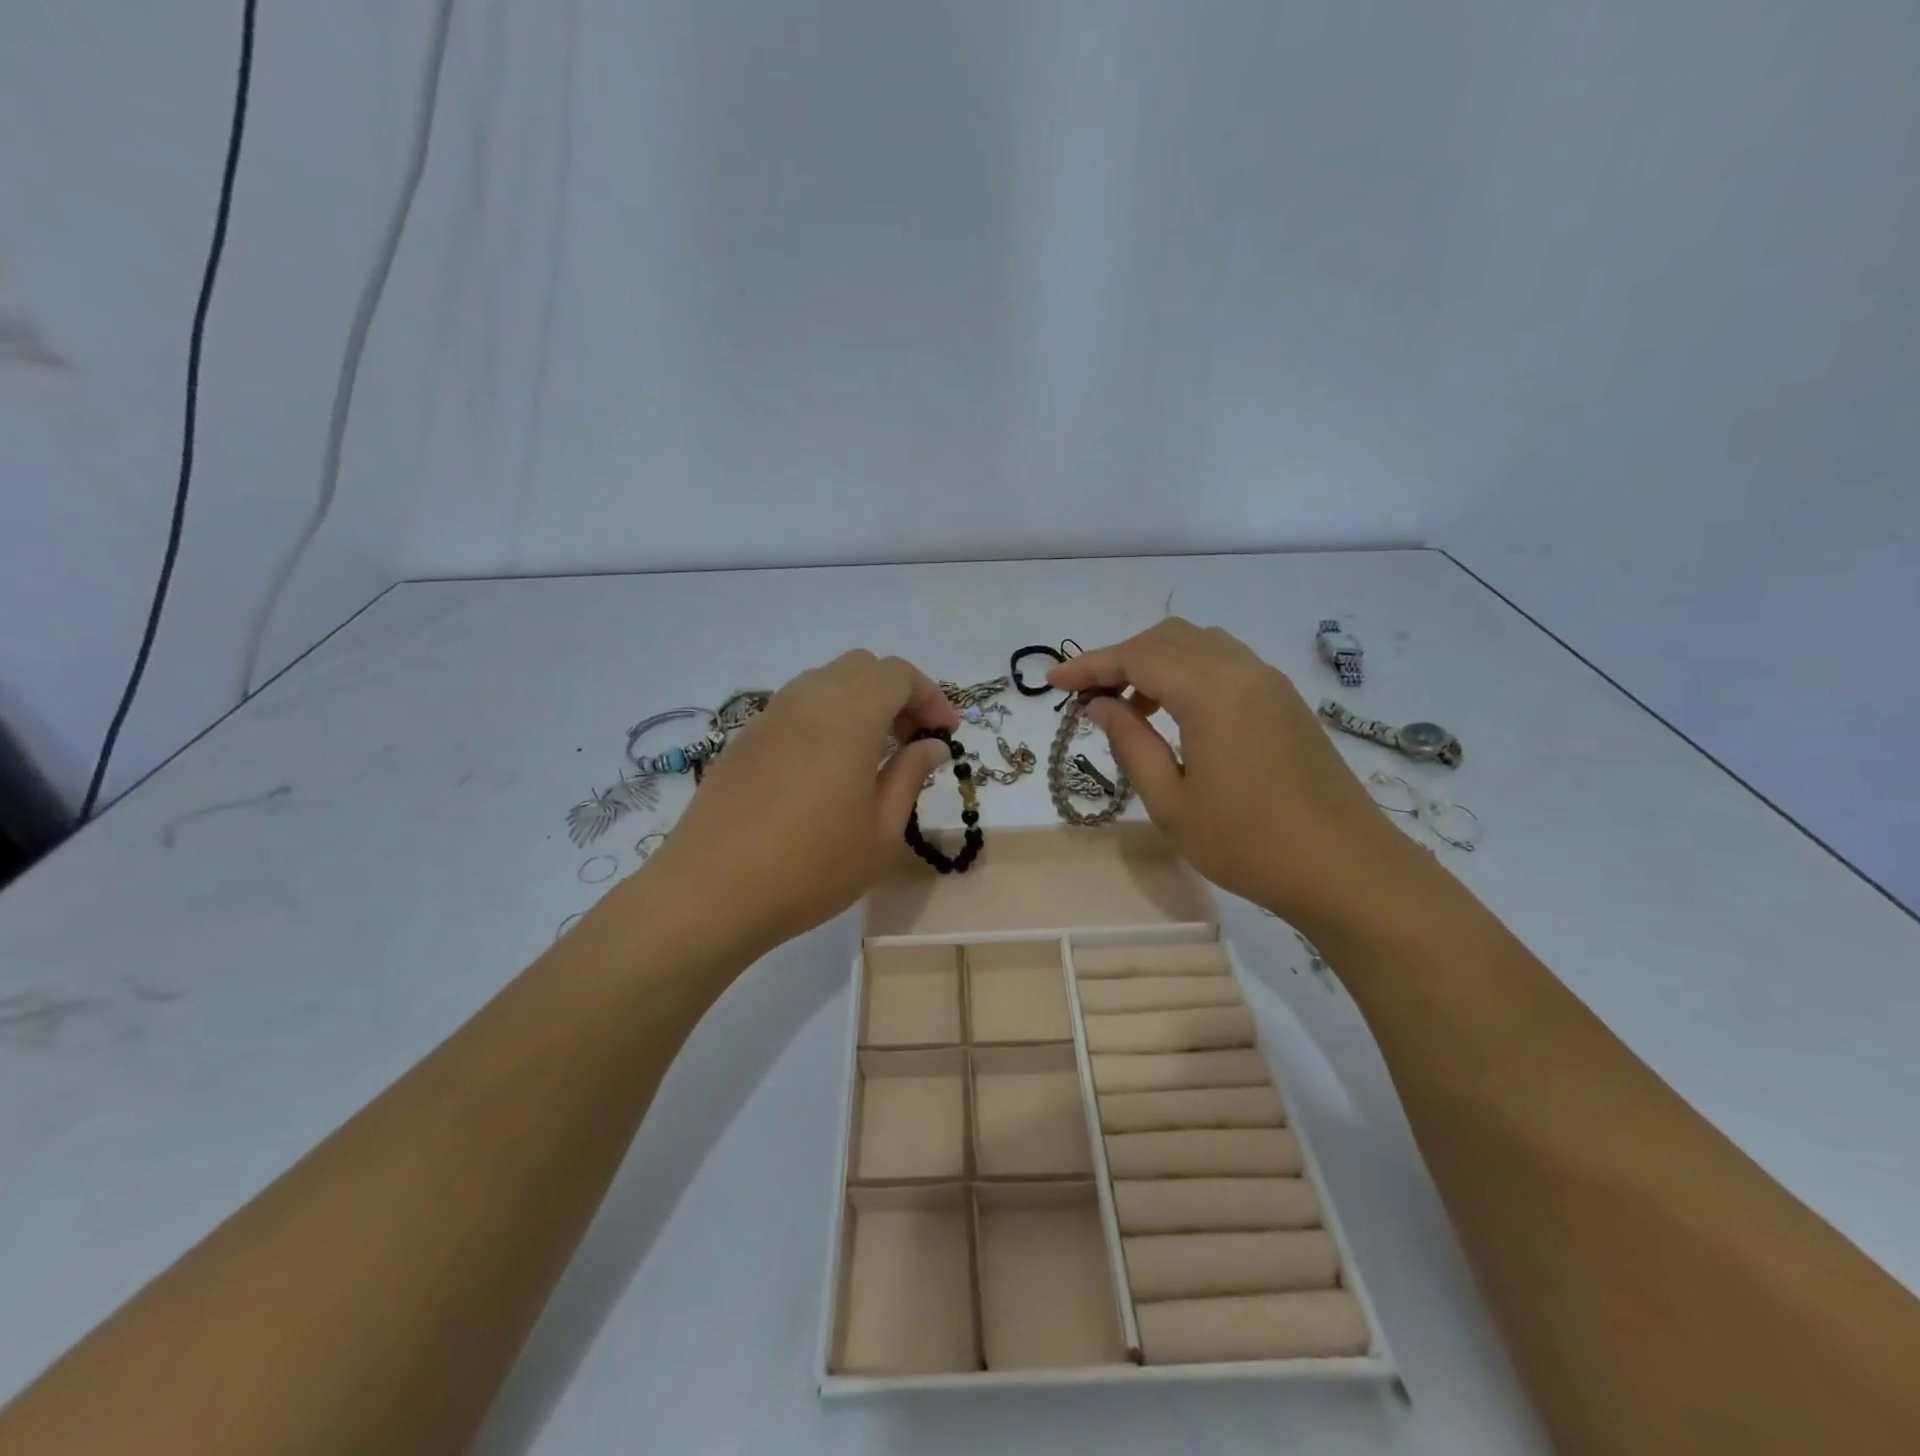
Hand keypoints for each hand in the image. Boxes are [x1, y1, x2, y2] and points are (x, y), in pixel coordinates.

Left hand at [644, 651, 958, 958]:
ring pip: (826, 682)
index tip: (945, 734)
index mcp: (848, 716)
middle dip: (897, 694)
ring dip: (860, 702)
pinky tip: (828, 768)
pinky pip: (797, 706)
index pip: (898, 674)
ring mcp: (770, 716)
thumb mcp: (880, 832)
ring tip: (874, 754)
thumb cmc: (810, 868)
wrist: (710, 893)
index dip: (930, 696)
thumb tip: (932, 746)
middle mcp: (807, 700)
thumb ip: (910, 776)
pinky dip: (827, 717)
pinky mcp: (744, 739)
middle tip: (913, 740)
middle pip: (863, 667)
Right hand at [1048, 619, 1422, 924]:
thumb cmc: (1249, 844)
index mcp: (1212, 692)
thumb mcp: (1172, 803)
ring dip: (1155, 663)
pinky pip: (1225, 663)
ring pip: (1199, 645)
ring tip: (1130, 709)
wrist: (1346, 869)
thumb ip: (1131, 744)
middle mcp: (1243, 671)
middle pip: (1167, 638)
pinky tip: (1175, 715)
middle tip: (1089, 698)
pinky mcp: (1285, 700)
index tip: (1052, 682)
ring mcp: (1269, 682)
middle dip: (1120, 658)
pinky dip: (1188, 673)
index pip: (1137, 657)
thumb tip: (1102, 706)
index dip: (1089, 665)